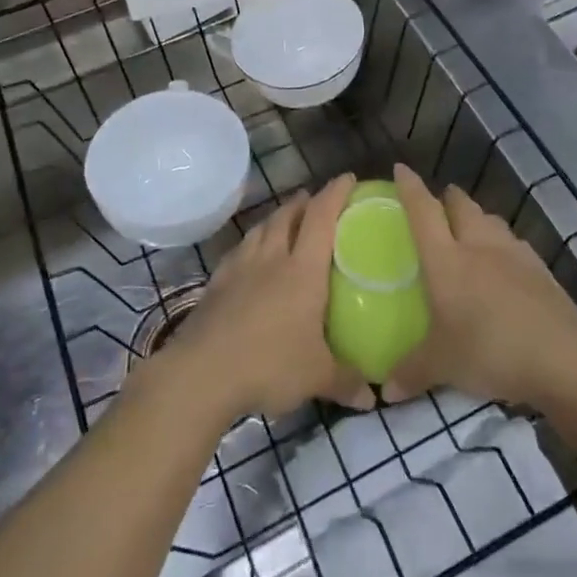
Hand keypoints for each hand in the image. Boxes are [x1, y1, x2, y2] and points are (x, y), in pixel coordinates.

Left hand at [154, 174, 374, 423]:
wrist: (202, 373)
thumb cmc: (269, 365)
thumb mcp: (316, 377)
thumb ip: (347, 382)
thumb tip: (374, 398)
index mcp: (302, 270)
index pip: (321, 217)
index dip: (335, 194)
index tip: (347, 179)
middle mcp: (271, 258)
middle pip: (287, 216)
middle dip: (303, 202)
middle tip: (314, 199)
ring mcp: (239, 268)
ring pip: (260, 229)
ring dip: (275, 218)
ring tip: (283, 219)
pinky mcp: (216, 283)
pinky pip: (238, 251)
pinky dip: (250, 243)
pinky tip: (249, 255)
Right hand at [384, 164, 576, 407]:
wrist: (562, 358)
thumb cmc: (490, 350)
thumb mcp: (442, 366)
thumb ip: (411, 372)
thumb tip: (384, 390)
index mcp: (447, 260)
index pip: (423, 212)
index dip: (410, 188)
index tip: (401, 169)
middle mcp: (478, 246)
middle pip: (461, 206)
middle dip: (448, 198)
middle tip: (438, 203)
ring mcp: (514, 254)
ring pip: (491, 220)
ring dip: (477, 218)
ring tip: (470, 231)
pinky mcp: (541, 269)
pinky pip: (514, 244)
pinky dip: (503, 245)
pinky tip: (504, 265)